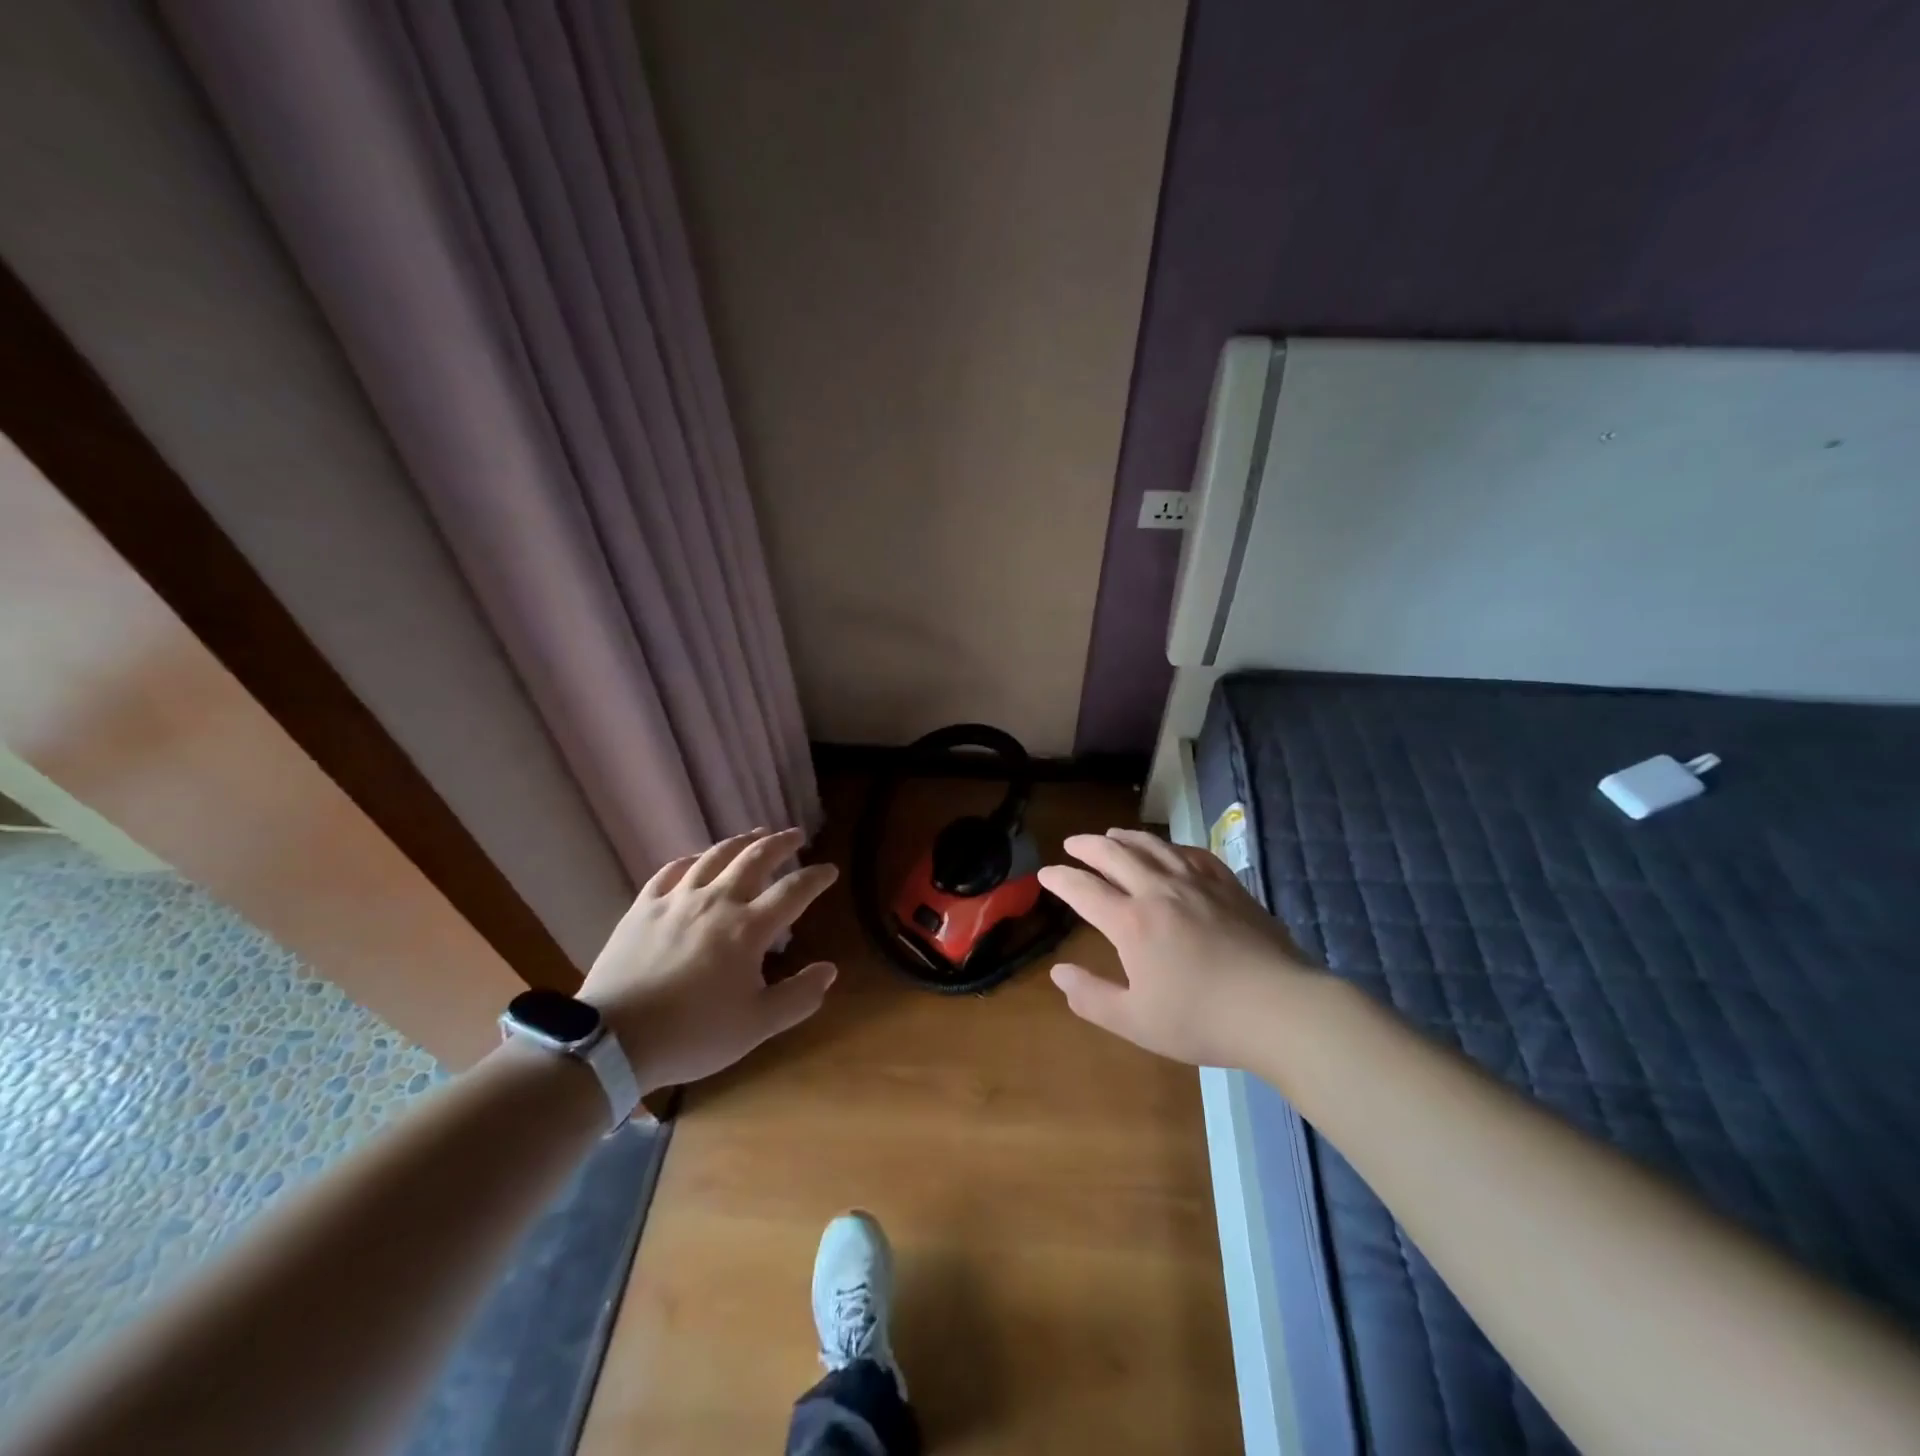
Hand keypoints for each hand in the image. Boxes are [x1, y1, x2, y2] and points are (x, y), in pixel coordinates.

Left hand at [579, 828, 837, 1091]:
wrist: (614, 1040)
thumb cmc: (693, 1034)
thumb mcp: (757, 1026)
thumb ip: (799, 997)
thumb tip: (829, 970)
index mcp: (748, 928)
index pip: (793, 891)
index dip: (815, 877)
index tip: (830, 869)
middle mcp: (717, 901)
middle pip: (755, 859)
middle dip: (781, 843)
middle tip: (796, 835)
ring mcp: (677, 900)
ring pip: (715, 856)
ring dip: (740, 841)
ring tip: (755, 834)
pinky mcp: (643, 907)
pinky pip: (671, 871)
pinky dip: (692, 859)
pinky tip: (697, 860)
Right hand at [1037, 829, 1316, 1067]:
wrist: (1279, 1009)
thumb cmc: (1202, 1020)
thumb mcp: (1136, 1022)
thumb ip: (1091, 997)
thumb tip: (1058, 972)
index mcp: (1131, 923)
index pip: (1084, 890)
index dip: (1060, 879)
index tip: (1046, 873)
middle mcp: (1158, 891)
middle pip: (1114, 855)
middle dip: (1087, 847)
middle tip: (1072, 844)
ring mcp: (1196, 883)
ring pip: (1152, 847)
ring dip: (1125, 837)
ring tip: (1111, 834)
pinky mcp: (1228, 885)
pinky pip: (1191, 854)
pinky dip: (1170, 847)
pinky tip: (1169, 850)